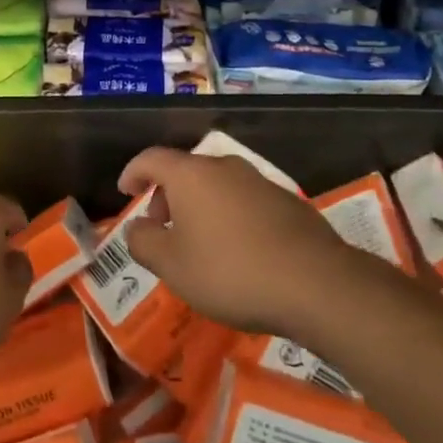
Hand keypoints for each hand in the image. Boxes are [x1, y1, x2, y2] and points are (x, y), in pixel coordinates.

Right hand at [119, 148, 370, 336]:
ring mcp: (260, 182)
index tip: (126, 191)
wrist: (315, 284)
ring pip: (217, 185)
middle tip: (162, 227)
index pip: (151, 158)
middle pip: (186, 170)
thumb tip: (138, 227)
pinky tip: (236, 250)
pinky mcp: (287, 201)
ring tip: (198, 242)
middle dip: (167, 194)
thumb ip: (144, 242)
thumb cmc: (230, 272)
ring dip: (199, 206)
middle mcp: (225, 168)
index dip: (133, 172)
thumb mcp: (172, 266)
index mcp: (191, 175)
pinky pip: (244, 200)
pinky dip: (229, 215)